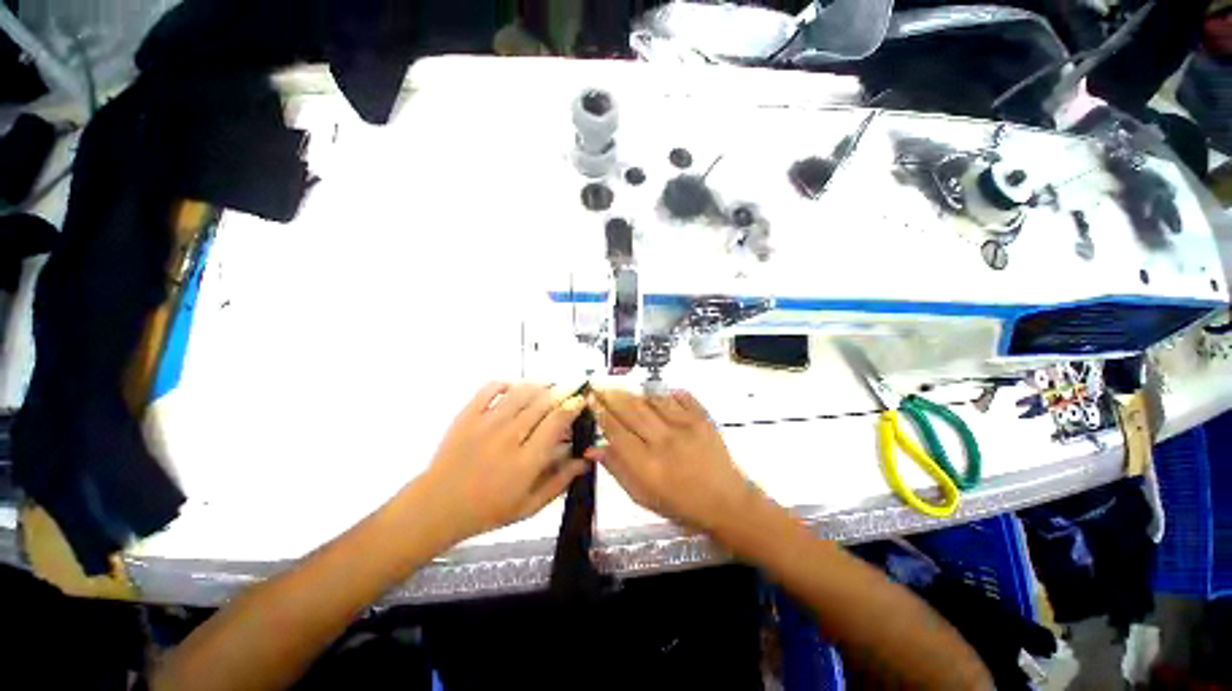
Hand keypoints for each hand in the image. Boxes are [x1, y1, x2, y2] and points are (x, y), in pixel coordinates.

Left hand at [418, 382, 587, 542]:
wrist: (437, 507)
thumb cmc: (488, 510)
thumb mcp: (530, 506)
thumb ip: (560, 481)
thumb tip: (585, 460)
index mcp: (526, 460)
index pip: (556, 422)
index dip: (572, 406)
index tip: (580, 400)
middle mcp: (509, 437)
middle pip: (542, 402)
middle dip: (561, 391)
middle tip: (571, 388)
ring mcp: (486, 423)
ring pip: (521, 392)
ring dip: (539, 384)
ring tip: (549, 385)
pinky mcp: (467, 415)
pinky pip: (490, 388)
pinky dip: (506, 382)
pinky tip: (515, 386)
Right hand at [589, 388, 756, 532]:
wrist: (726, 502)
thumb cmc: (681, 505)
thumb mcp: (642, 496)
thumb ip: (617, 470)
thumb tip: (592, 449)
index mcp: (646, 465)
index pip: (616, 431)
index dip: (600, 412)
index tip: (591, 399)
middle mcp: (663, 441)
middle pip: (631, 410)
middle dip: (612, 395)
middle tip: (599, 385)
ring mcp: (685, 426)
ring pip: (653, 399)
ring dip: (635, 392)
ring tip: (622, 388)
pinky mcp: (703, 418)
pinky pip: (680, 396)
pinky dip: (666, 392)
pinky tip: (656, 392)